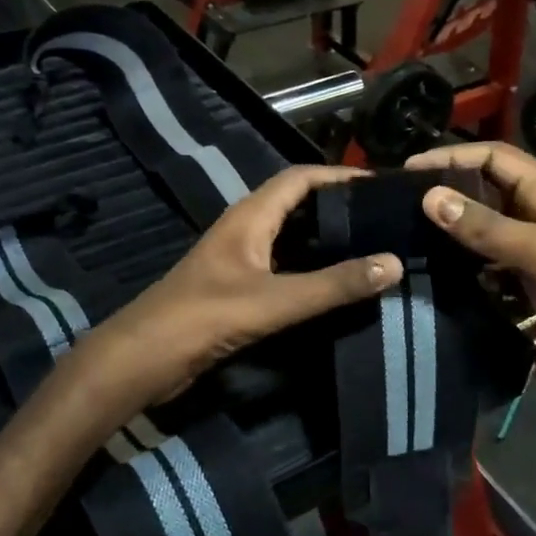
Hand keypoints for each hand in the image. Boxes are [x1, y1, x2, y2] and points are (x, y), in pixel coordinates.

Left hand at [98, 164, 402, 400]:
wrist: (143, 359)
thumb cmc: (203, 317)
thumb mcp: (274, 300)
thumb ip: (333, 285)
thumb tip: (393, 263)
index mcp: (250, 216)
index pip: (300, 178)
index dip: (340, 176)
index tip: (382, 186)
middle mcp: (245, 230)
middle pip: (298, 205)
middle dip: (339, 207)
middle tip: (386, 220)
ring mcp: (240, 260)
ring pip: (291, 238)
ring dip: (327, 240)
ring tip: (373, 249)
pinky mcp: (237, 289)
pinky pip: (284, 268)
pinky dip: (311, 270)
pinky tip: (337, 286)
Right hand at [404, 143, 535, 379]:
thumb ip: (491, 229)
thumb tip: (429, 198)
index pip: (495, 158)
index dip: (453, 157)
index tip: (407, 171)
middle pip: (486, 192)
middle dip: (447, 193)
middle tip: (396, 206)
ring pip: (485, 233)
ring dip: (452, 233)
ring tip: (405, 239)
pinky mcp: (532, 289)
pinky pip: (490, 269)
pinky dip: (465, 270)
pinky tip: (436, 277)